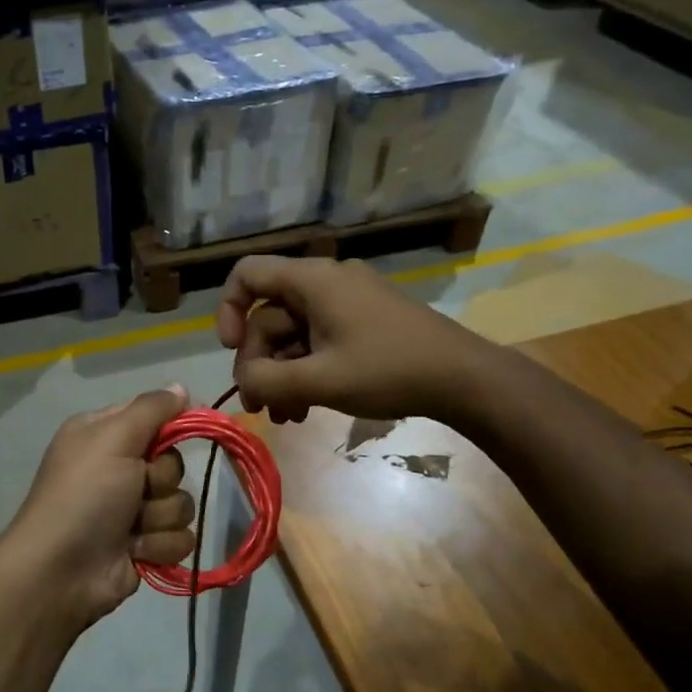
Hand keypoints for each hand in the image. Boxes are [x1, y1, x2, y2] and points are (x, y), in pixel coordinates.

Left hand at [0, 386, 197, 633]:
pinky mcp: (145, 546)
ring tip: (131, 529)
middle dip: (160, 481)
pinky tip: (135, 552)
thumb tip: (181, 387)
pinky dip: (159, 546)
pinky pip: (180, 538)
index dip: (170, 426)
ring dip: (159, 518)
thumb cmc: (84, 495)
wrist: (61, 571)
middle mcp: (118, 469)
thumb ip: (151, 409)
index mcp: (103, 436)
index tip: (182, 431)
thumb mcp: (112, 438)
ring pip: (181, 503)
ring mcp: (132, 510)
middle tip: (136, 490)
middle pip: (173, 464)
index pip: (153, 417)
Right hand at [215, 256, 494, 424]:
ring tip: (285, 417)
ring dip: (281, 376)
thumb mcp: (321, 380)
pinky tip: (306, 410)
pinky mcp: (361, 325)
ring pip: (292, 336)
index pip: (247, 274)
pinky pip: (317, 343)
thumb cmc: (389, 370)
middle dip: (259, 363)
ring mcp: (345, 305)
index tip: (231, 350)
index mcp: (312, 281)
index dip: (228, 309)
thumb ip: (268, 380)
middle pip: (268, 317)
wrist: (464, 379)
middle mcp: (325, 284)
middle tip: (260, 406)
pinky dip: (305, 373)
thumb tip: (243, 382)